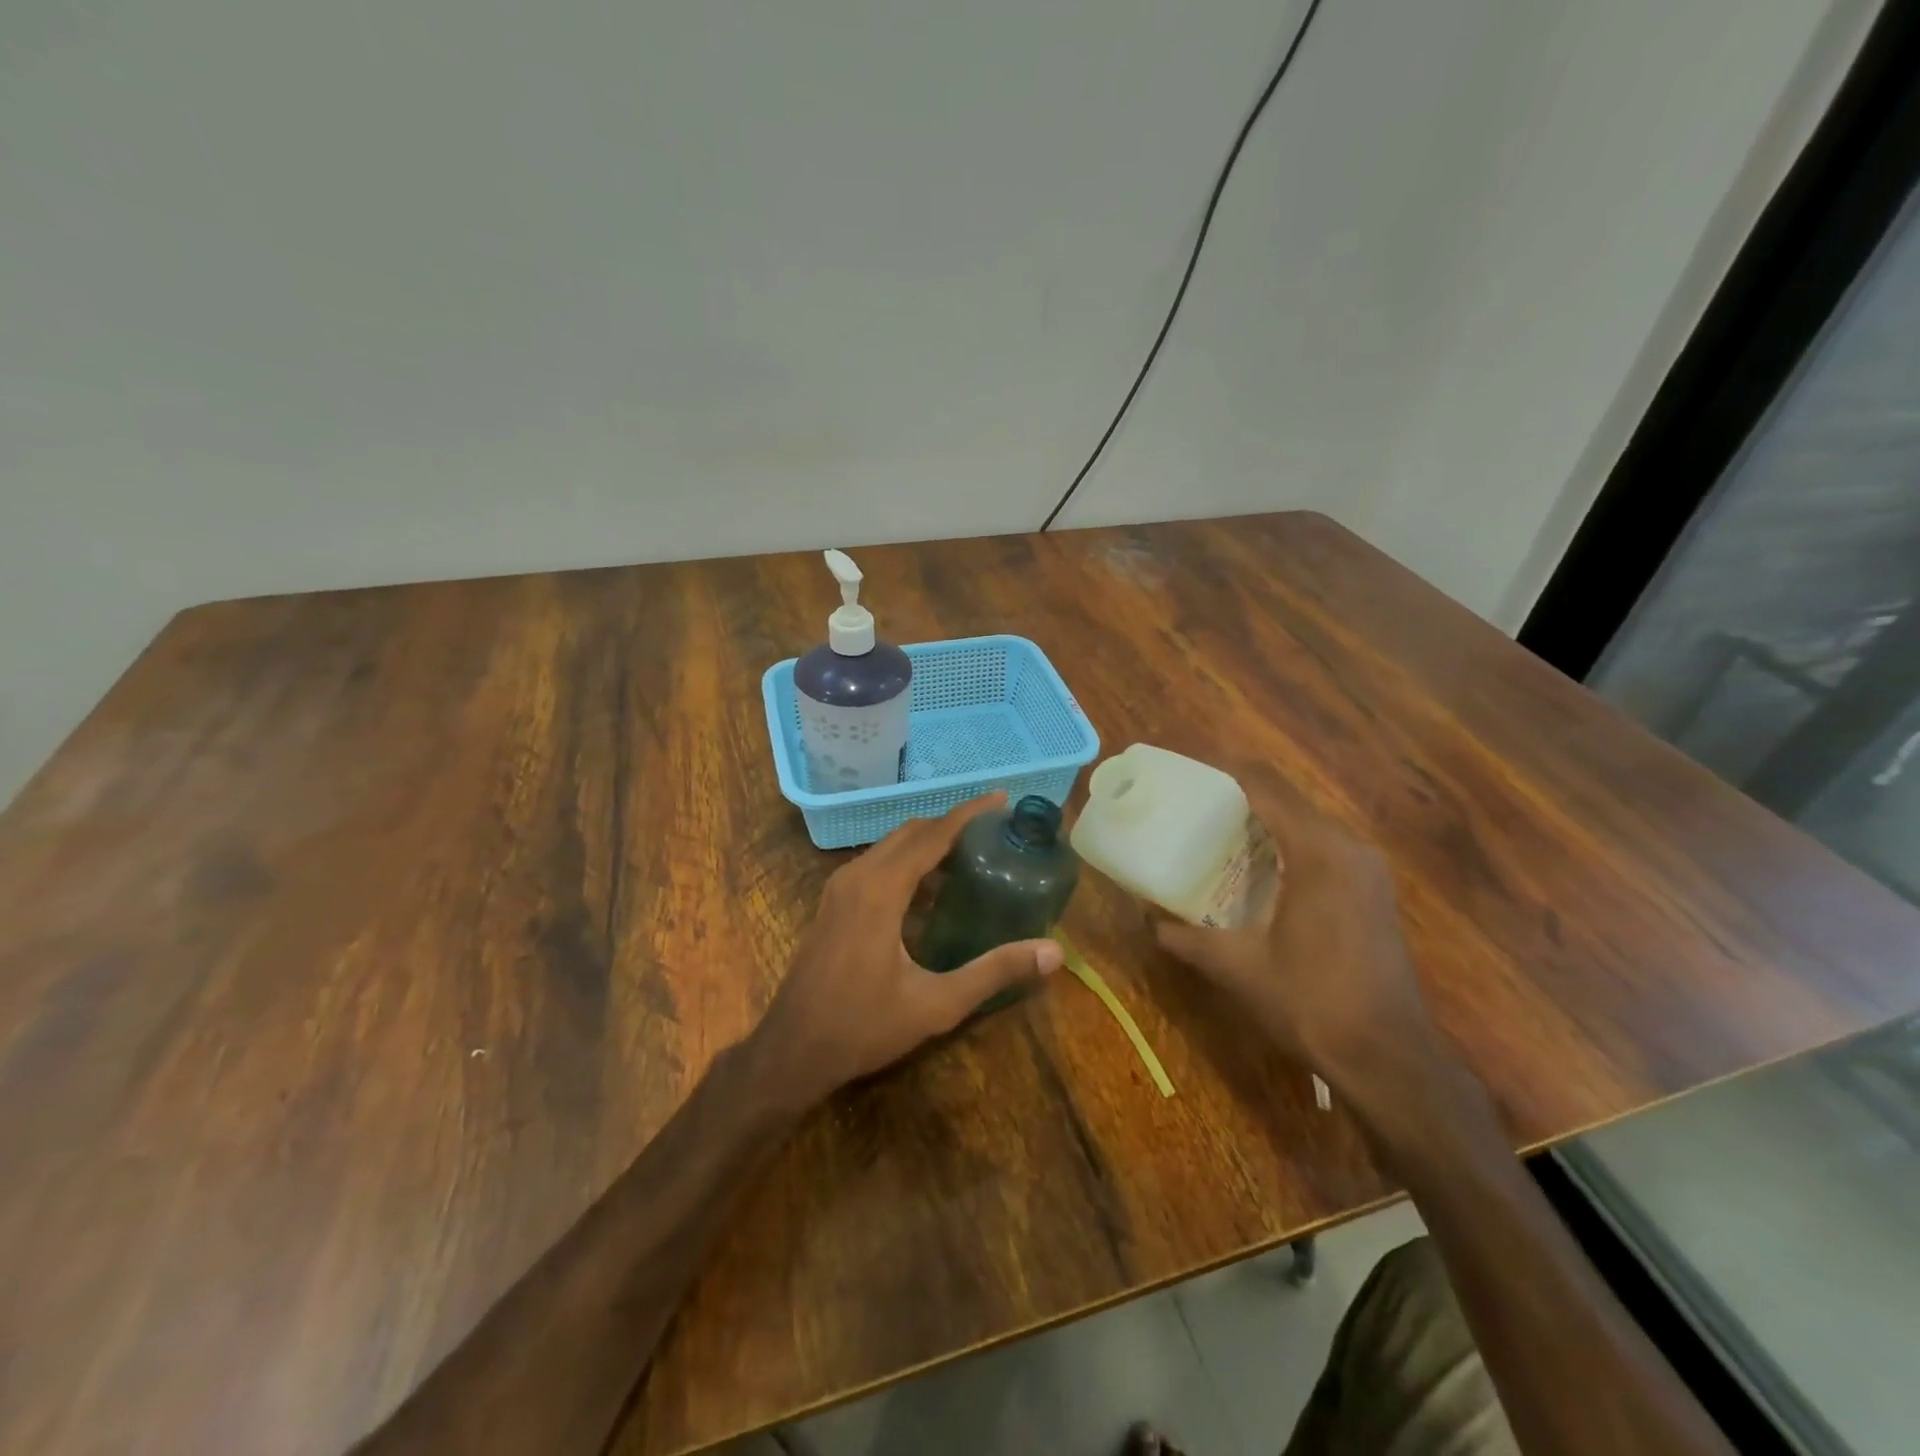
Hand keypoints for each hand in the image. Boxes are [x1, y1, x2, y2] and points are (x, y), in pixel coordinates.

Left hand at [748, 793, 1063, 1107]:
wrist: (792, 1051)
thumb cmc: (863, 1026)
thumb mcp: (937, 1003)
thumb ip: (995, 972)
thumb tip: (1054, 952)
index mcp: (881, 889)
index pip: (933, 834)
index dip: (970, 812)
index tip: (1002, 798)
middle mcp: (858, 875)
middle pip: (912, 832)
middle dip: (952, 825)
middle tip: (995, 833)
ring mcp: (840, 888)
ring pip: (891, 847)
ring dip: (929, 844)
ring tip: (972, 857)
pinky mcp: (833, 903)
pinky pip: (877, 865)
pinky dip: (908, 863)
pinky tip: (933, 892)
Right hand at [1152, 780, 1455, 1125]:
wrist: (1389, 1058)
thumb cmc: (1310, 1003)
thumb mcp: (1236, 967)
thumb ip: (1184, 936)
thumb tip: (1145, 918)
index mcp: (1317, 852)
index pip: (1265, 786)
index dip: (1223, 769)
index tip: (1184, 769)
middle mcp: (1348, 847)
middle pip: (1286, 798)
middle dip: (1237, 794)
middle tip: (1190, 806)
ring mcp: (1366, 869)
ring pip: (1306, 822)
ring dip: (1263, 820)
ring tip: (1214, 832)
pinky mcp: (1372, 891)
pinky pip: (1322, 846)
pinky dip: (1286, 843)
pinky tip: (1256, 868)